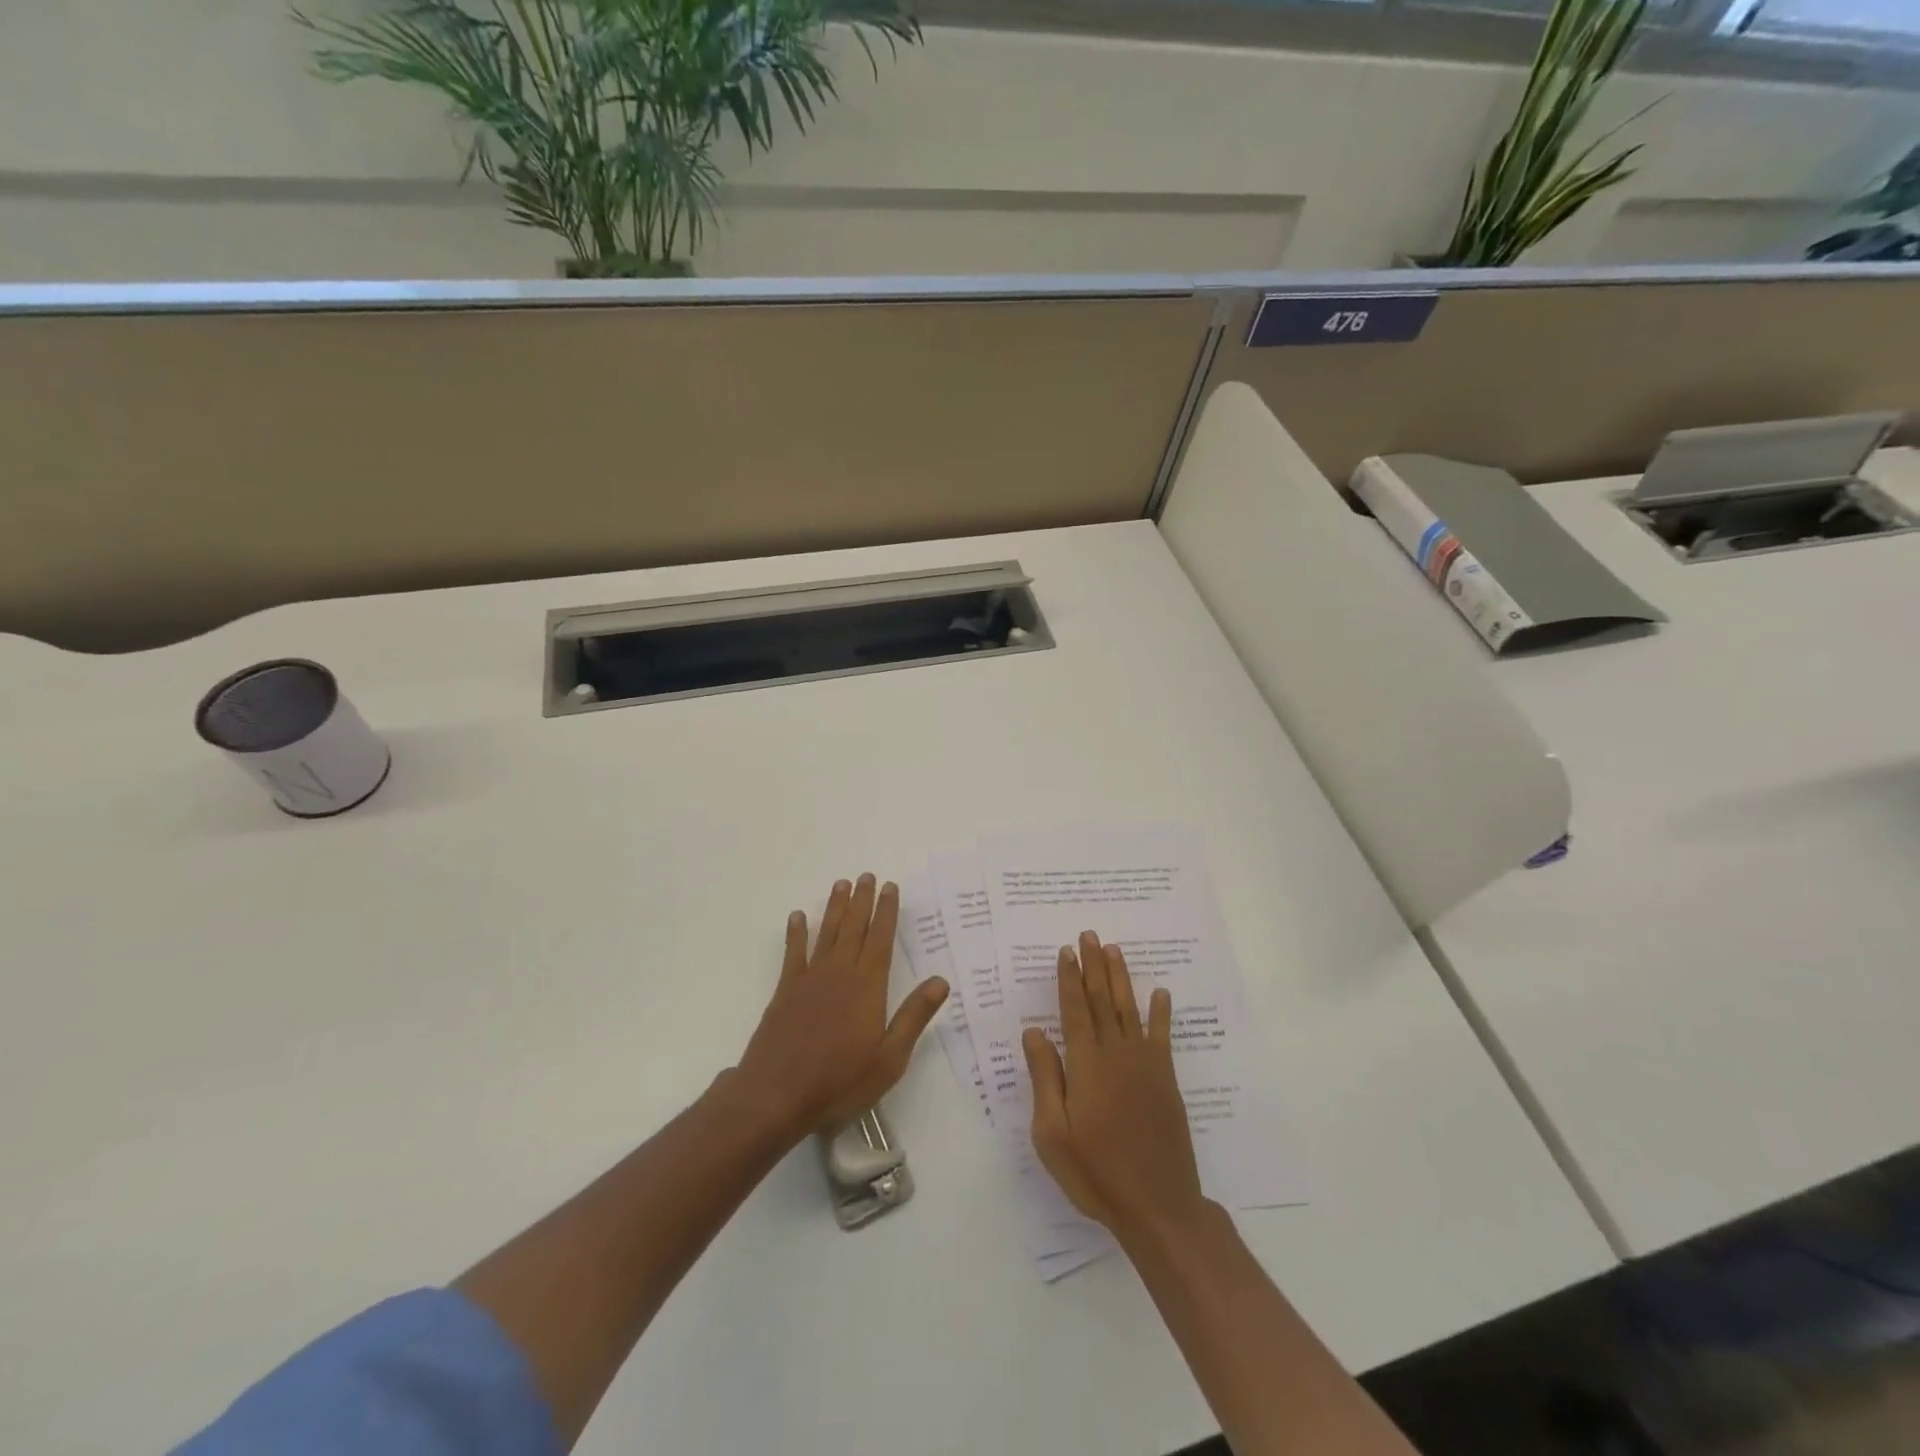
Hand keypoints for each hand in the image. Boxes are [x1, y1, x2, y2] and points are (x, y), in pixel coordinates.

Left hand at [735, 874, 949, 1142]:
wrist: (776, 1095)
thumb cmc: (840, 1081)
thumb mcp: (889, 1058)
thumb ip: (914, 1016)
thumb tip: (941, 980)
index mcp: (868, 987)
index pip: (881, 939)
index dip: (887, 912)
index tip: (890, 887)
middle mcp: (840, 974)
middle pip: (854, 928)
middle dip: (862, 900)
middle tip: (867, 876)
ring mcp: (809, 980)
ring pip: (826, 934)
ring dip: (834, 908)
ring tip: (841, 884)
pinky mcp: (785, 992)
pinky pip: (793, 954)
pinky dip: (796, 933)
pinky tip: (797, 917)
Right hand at [1023, 931, 1207, 1242]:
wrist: (1157, 1206)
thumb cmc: (1095, 1172)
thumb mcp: (1052, 1133)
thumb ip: (1045, 1078)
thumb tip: (1034, 1031)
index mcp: (1086, 1065)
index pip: (1074, 1010)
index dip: (1069, 979)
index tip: (1066, 951)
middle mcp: (1116, 1054)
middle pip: (1102, 1000)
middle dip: (1094, 966)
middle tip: (1090, 935)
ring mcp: (1145, 1065)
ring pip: (1130, 1010)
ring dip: (1121, 978)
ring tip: (1115, 950)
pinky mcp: (1165, 1081)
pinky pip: (1162, 1037)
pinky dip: (1161, 1013)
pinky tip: (1161, 993)